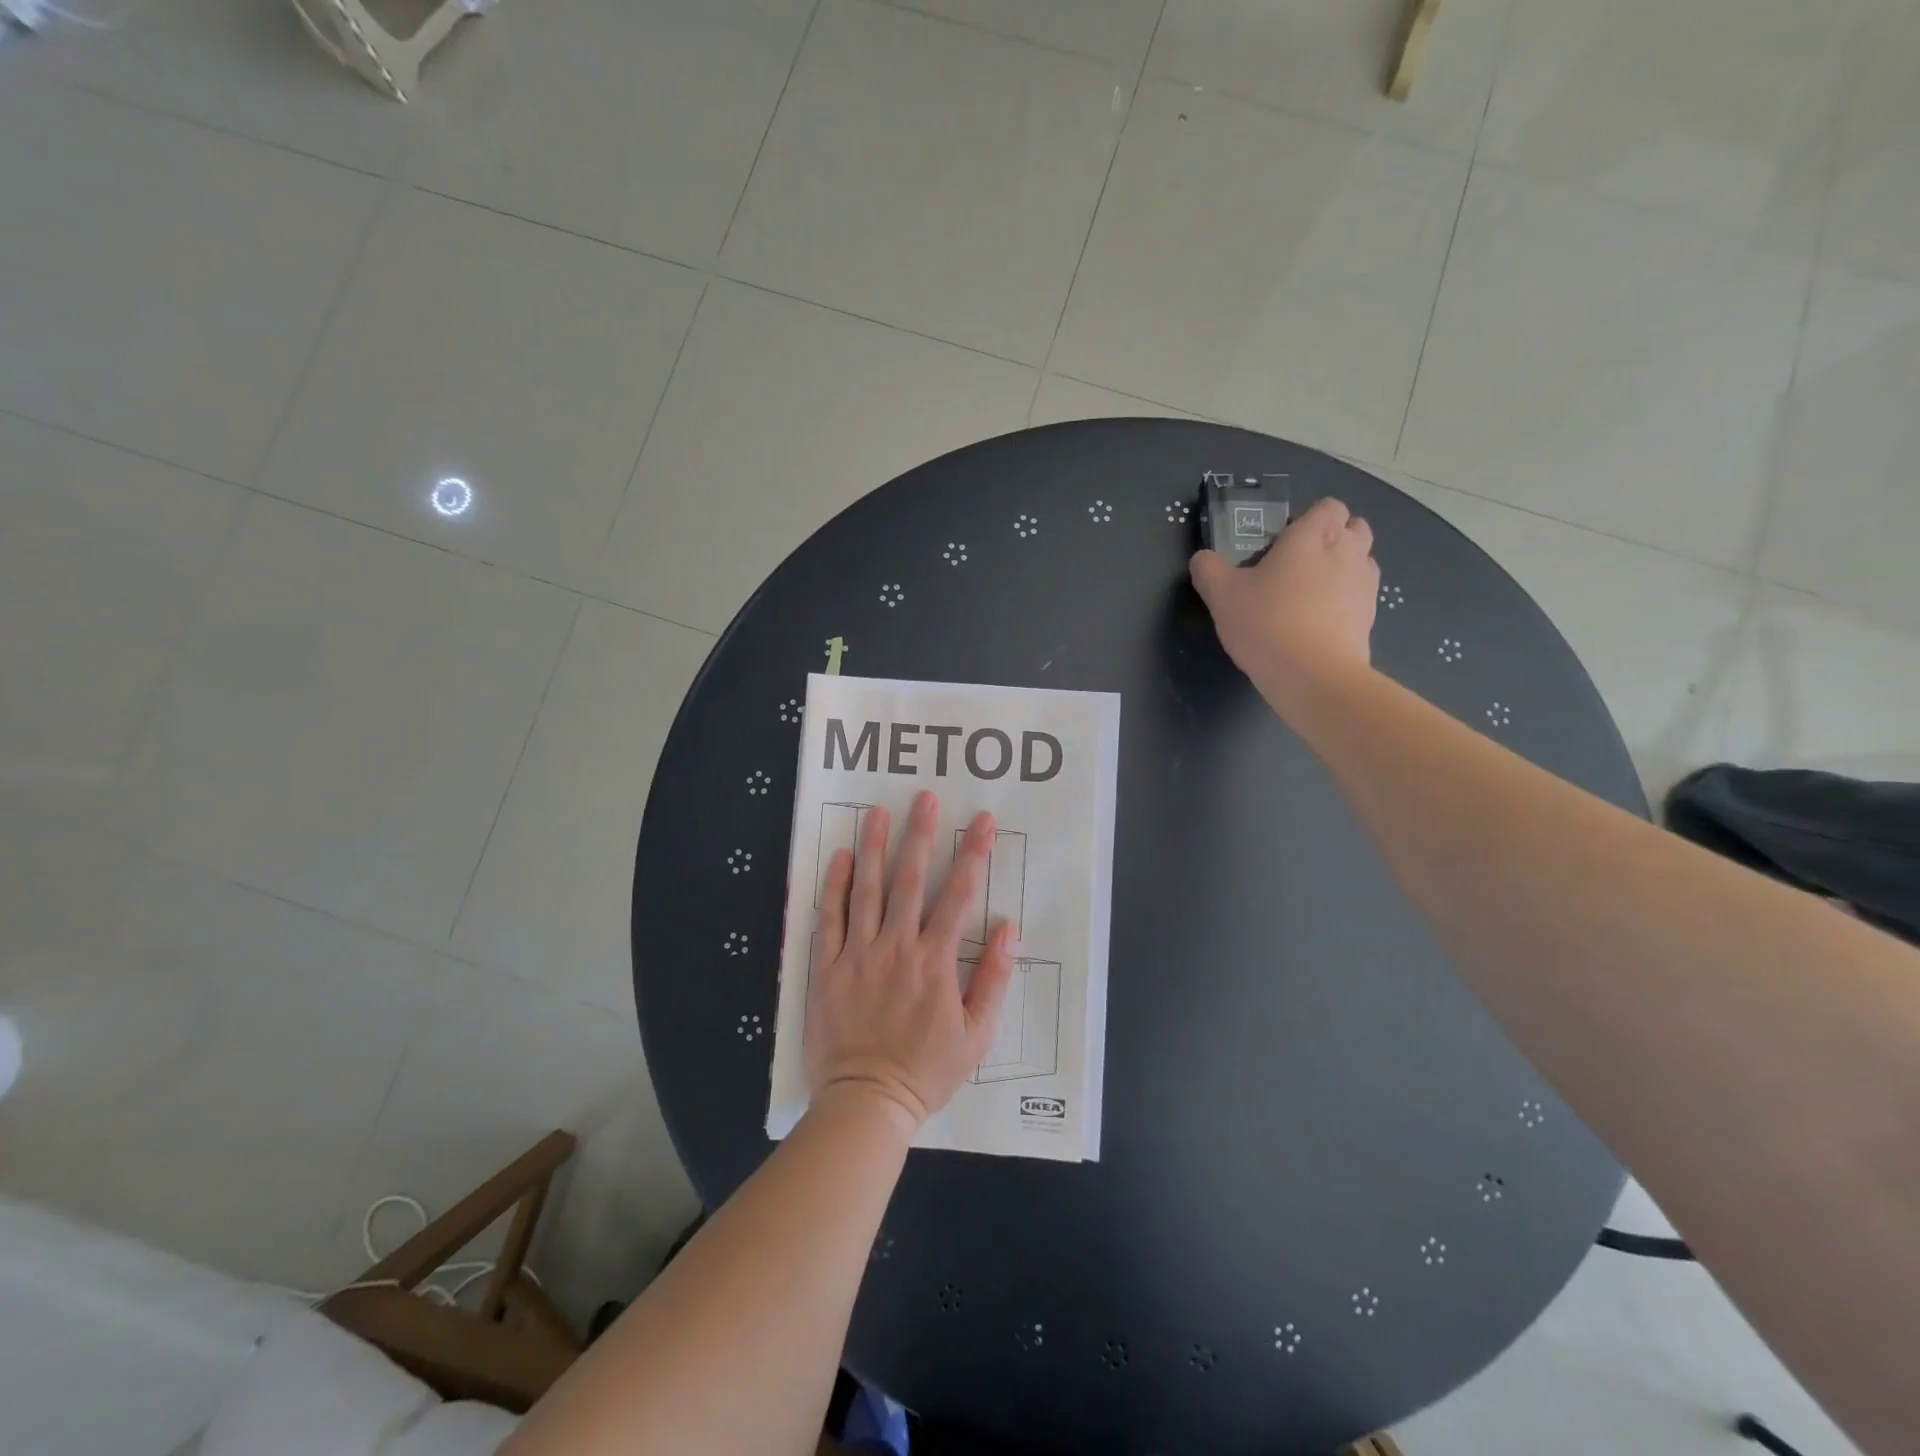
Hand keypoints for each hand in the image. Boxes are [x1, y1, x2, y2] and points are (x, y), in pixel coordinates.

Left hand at [806, 791, 1014, 1132]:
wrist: (866, 1102)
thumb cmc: (926, 1071)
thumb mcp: (976, 1035)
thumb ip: (993, 979)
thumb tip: (1007, 928)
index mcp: (935, 961)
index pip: (959, 895)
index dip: (973, 853)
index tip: (981, 821)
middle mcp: (896, 947)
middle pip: (910, 880)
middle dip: (920, 835)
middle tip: (924, 798)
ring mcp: (857, 954)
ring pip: (867, 890)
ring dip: (874, 848)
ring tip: (877, 812)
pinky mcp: (826, 967)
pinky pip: (828, 918)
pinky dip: (834, 886)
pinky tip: (840, 857)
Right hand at [1190, 495, 1378, 695]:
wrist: (1312, 674)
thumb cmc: (1266, 622)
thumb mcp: (1221, 595)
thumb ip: (1208, 569)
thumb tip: (1203, 559)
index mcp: (1313, 534)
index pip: (1328, 506)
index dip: (1308, 519)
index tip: (1283, 543)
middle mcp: (1348, 550)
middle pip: (1354, 527)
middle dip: (1333, 538)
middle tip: (1299, 564)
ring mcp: (1365, 583)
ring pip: (1362, 561)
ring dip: (1343, 568)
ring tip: (1310, 594)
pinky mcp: (1371, 616)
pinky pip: (1361, 595)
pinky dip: (1346, 601)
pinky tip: (1319, 622)